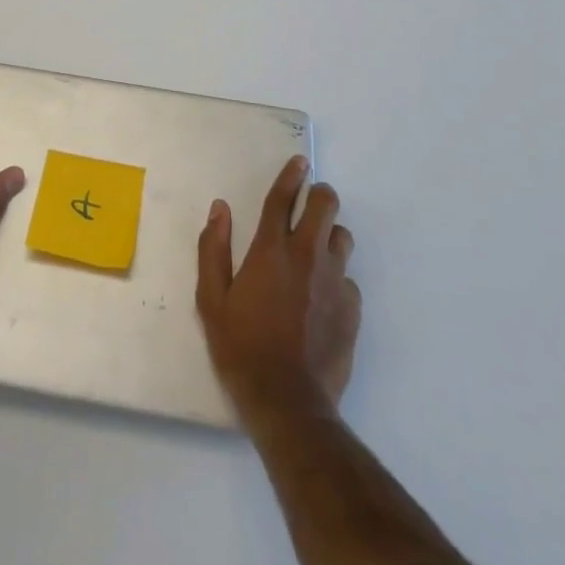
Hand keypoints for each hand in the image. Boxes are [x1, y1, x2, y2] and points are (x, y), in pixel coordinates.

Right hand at [196, 155, 360, 427]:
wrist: (288, 403)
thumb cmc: (241, 348)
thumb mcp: (211, 300)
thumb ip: (213, 248)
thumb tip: (220, 209)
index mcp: (270, 251)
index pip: (282, 200)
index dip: (290, 176)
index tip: (299, 162)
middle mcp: (306, 257)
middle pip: (325, 206)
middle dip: (319, 196)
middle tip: (310, 203)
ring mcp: (334, 283)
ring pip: (342, 238)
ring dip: (330, 236)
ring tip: (316, 251)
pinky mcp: (352, 310)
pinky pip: (348, 279)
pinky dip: (337, 279)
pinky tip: (323, 298)